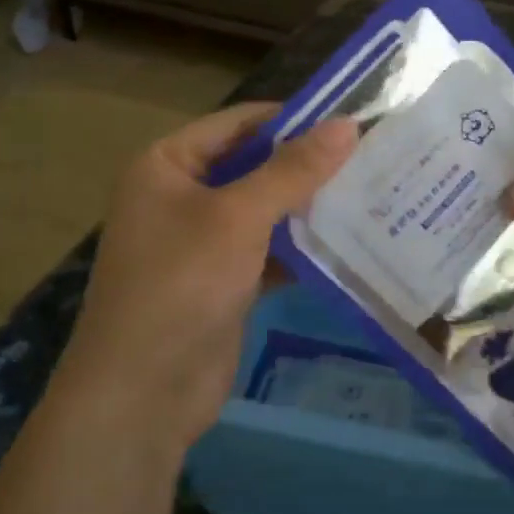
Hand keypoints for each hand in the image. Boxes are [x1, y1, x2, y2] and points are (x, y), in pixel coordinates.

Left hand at [57, 104, 356, 450]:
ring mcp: (200, 241)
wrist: (142, 395)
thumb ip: (293, 170)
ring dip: (307, 206)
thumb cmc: (181, 284)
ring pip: (263, 210)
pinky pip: (267, 250)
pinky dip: (299, 247)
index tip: (350, 119)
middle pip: (252, 165)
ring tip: (371, 192)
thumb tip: (348, 124)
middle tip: (370, 156)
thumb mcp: (239, 217)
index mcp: (167, 164)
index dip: (292, 118)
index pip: (238, 123)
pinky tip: (348, 241)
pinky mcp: (222, 281)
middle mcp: (180, 195)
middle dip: (306, 165)